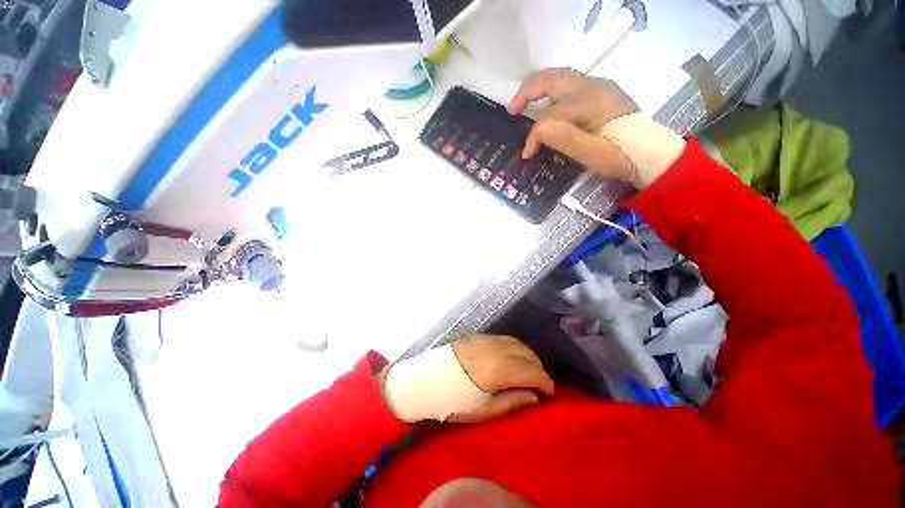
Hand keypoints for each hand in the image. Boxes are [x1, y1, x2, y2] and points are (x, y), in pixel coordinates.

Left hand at [447, 335, 554, 423]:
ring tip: (529, 371)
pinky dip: (516, 347)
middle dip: (538, 368)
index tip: (550, 392)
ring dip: (528, 356)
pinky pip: (505, 338)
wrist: (425, 380)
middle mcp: (496, 348)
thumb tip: (533, 396)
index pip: (531, 371)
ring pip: (517, 343)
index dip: (545, 381)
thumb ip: (511, 401)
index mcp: (498, 368)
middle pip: (527, 354)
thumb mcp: (483, 410)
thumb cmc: (452, 400)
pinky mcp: (479, 336)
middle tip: (540, 384)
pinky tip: (513, 357)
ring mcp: (486, 339)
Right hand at [508, 68, 639, 180]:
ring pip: (559, 76)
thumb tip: (537, 131)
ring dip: (537, 87)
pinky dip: (550, 90)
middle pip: (552, 78)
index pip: (551, 116)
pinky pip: (568, 83)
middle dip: (527, 91)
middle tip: (512, 109)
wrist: (650, 152)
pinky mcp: (599, 92)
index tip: (528, 155)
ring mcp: (598, 86)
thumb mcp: (594, 155)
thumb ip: (566, 140)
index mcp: (591, 102)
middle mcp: (593, 86)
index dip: (534, 135)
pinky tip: (545, 103)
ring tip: (522, 103)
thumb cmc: (622, 156)